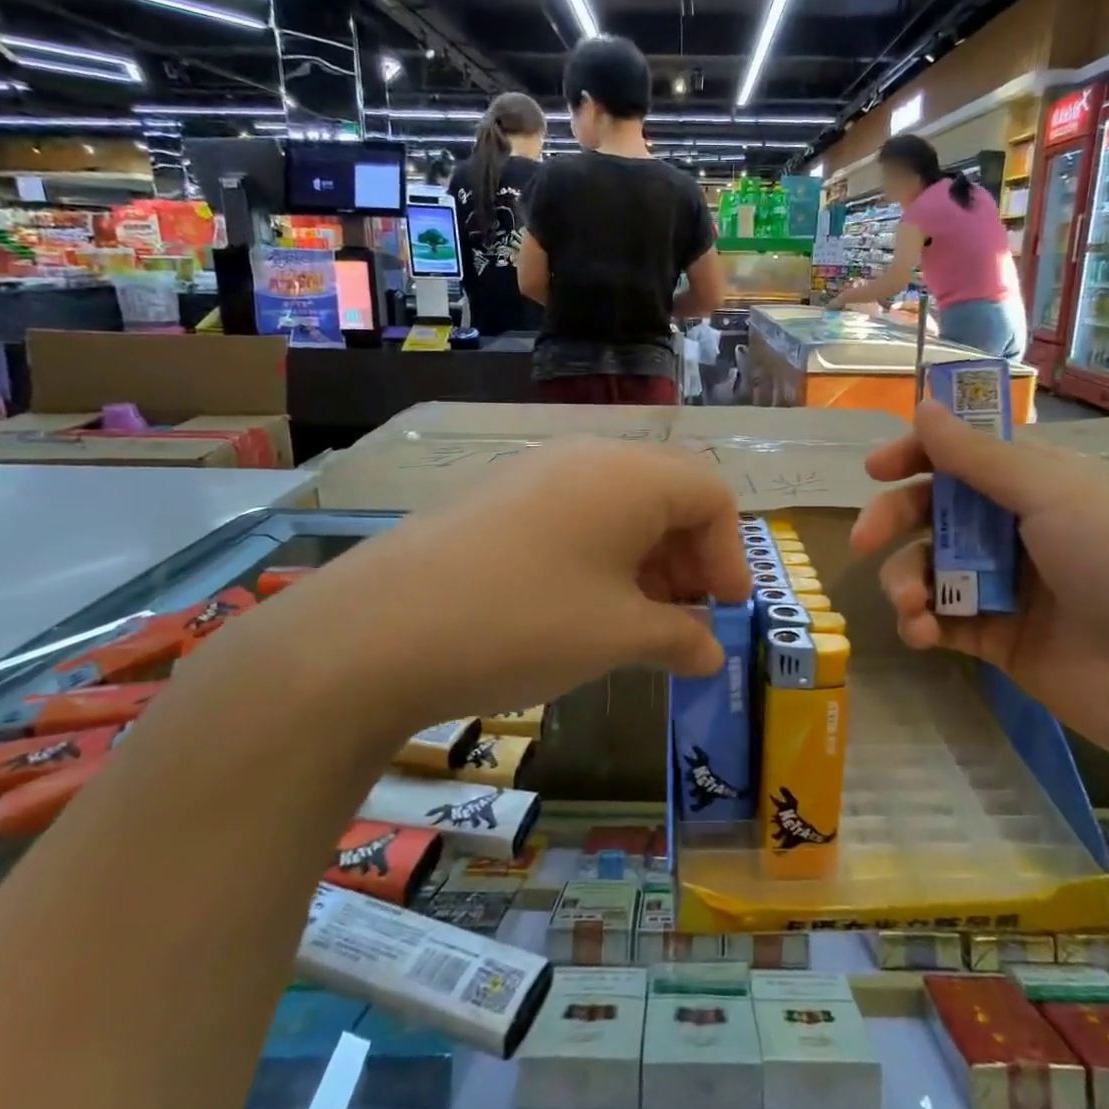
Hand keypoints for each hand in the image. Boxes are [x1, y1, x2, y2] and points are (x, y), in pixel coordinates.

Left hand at [241, 440, 753, 735]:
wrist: (378, 630)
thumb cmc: (525, 623)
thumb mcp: (617, 636)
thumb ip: (679, 638)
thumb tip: (710, 652)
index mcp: (630, 475)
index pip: (711, 494)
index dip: (731, 554)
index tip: (724, 611)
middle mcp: (587, 456)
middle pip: (667, 493)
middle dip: (689, 556)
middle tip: (683, 618)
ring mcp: (534, 471)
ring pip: (618, 503)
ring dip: (644, 558)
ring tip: (635, 619)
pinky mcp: (496, 496)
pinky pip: (572, 512)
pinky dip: (598, 553)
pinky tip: (580, 604)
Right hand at [849, 401, 1108, 779]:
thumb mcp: (1051, 494)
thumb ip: (977, 457)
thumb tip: (923, 406)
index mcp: (1034, 484)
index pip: (961, 457)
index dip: (916, 456)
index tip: (876, 471)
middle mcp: (1014, 529)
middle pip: (932, 512)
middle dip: (893, 521)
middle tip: (862, 541)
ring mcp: (1004, 586)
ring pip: (928, 568)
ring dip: (905, 581)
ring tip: (910, 605)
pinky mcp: (996, 639)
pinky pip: (941, 620)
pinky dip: (922, 623)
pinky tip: (922, 633)